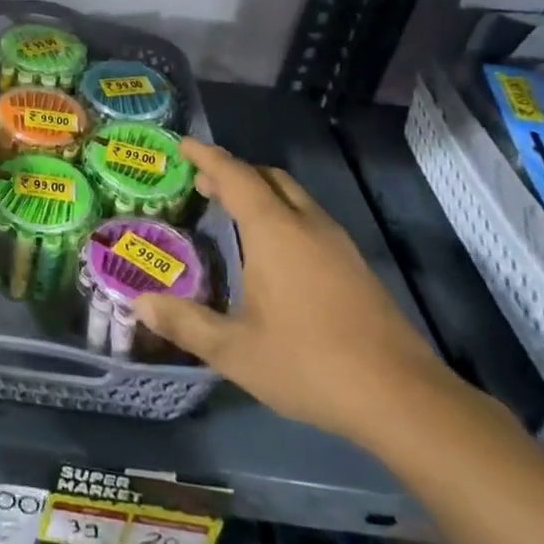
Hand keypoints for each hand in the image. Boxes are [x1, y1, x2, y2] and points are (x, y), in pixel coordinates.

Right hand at [135, 140, 456, 447]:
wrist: (404, 399)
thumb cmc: (310, 364)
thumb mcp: (235, 351)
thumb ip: (185, 323)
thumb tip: (140, 304)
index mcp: (275, 232)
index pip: (235, 176)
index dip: (206, 156)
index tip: (182, 144)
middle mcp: (307, 226)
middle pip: (268, 178)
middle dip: (234, 171)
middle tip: (202, 183)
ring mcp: (338, 245)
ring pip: (294, 197)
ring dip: (260, 191)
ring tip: (232, 209)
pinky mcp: (356, 267)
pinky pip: (310, 219)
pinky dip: (282, 213)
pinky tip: (273, 249)